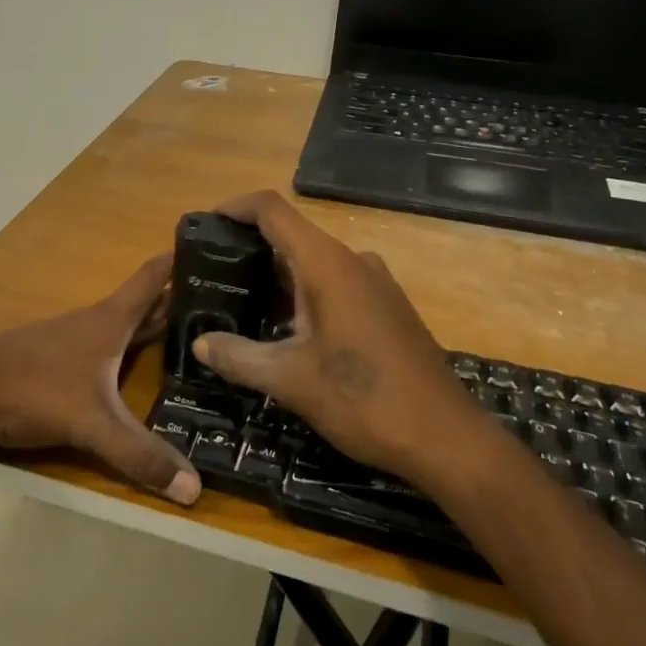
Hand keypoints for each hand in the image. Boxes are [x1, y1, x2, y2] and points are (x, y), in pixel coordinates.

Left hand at [0, 255, 200, 504]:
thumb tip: (195, 489)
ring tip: (190, 334)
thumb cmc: (30, 389)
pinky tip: (133, 371)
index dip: (179, 258)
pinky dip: (127, 352)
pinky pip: (103, 351)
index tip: (211, 241)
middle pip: (144, 303)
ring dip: (153, 326)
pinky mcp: (53, 363)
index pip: (152, 277)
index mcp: (110, 321)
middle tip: (222, 298)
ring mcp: (70, 342)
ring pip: (123, 328)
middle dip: (179, 297)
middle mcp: (94, 323)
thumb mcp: (91, 424)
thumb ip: (140, 455)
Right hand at [190, 192, 481, 482]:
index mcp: (327, 264)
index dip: (236, 207)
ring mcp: (376, 284)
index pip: (273, 210)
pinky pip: (336, 285)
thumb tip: (200, 343)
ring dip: (278, 278)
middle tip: (213, 275)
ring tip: (241, 304)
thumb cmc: (363, 399)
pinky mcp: (388, 308)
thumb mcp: (290, 380)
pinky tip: (287, 330)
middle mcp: (353, 261)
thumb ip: (239, 357)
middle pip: (292, 236)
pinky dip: (304, 295)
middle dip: (250, 250)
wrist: (445, 438)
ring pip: (315, 264)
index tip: (205, 222)